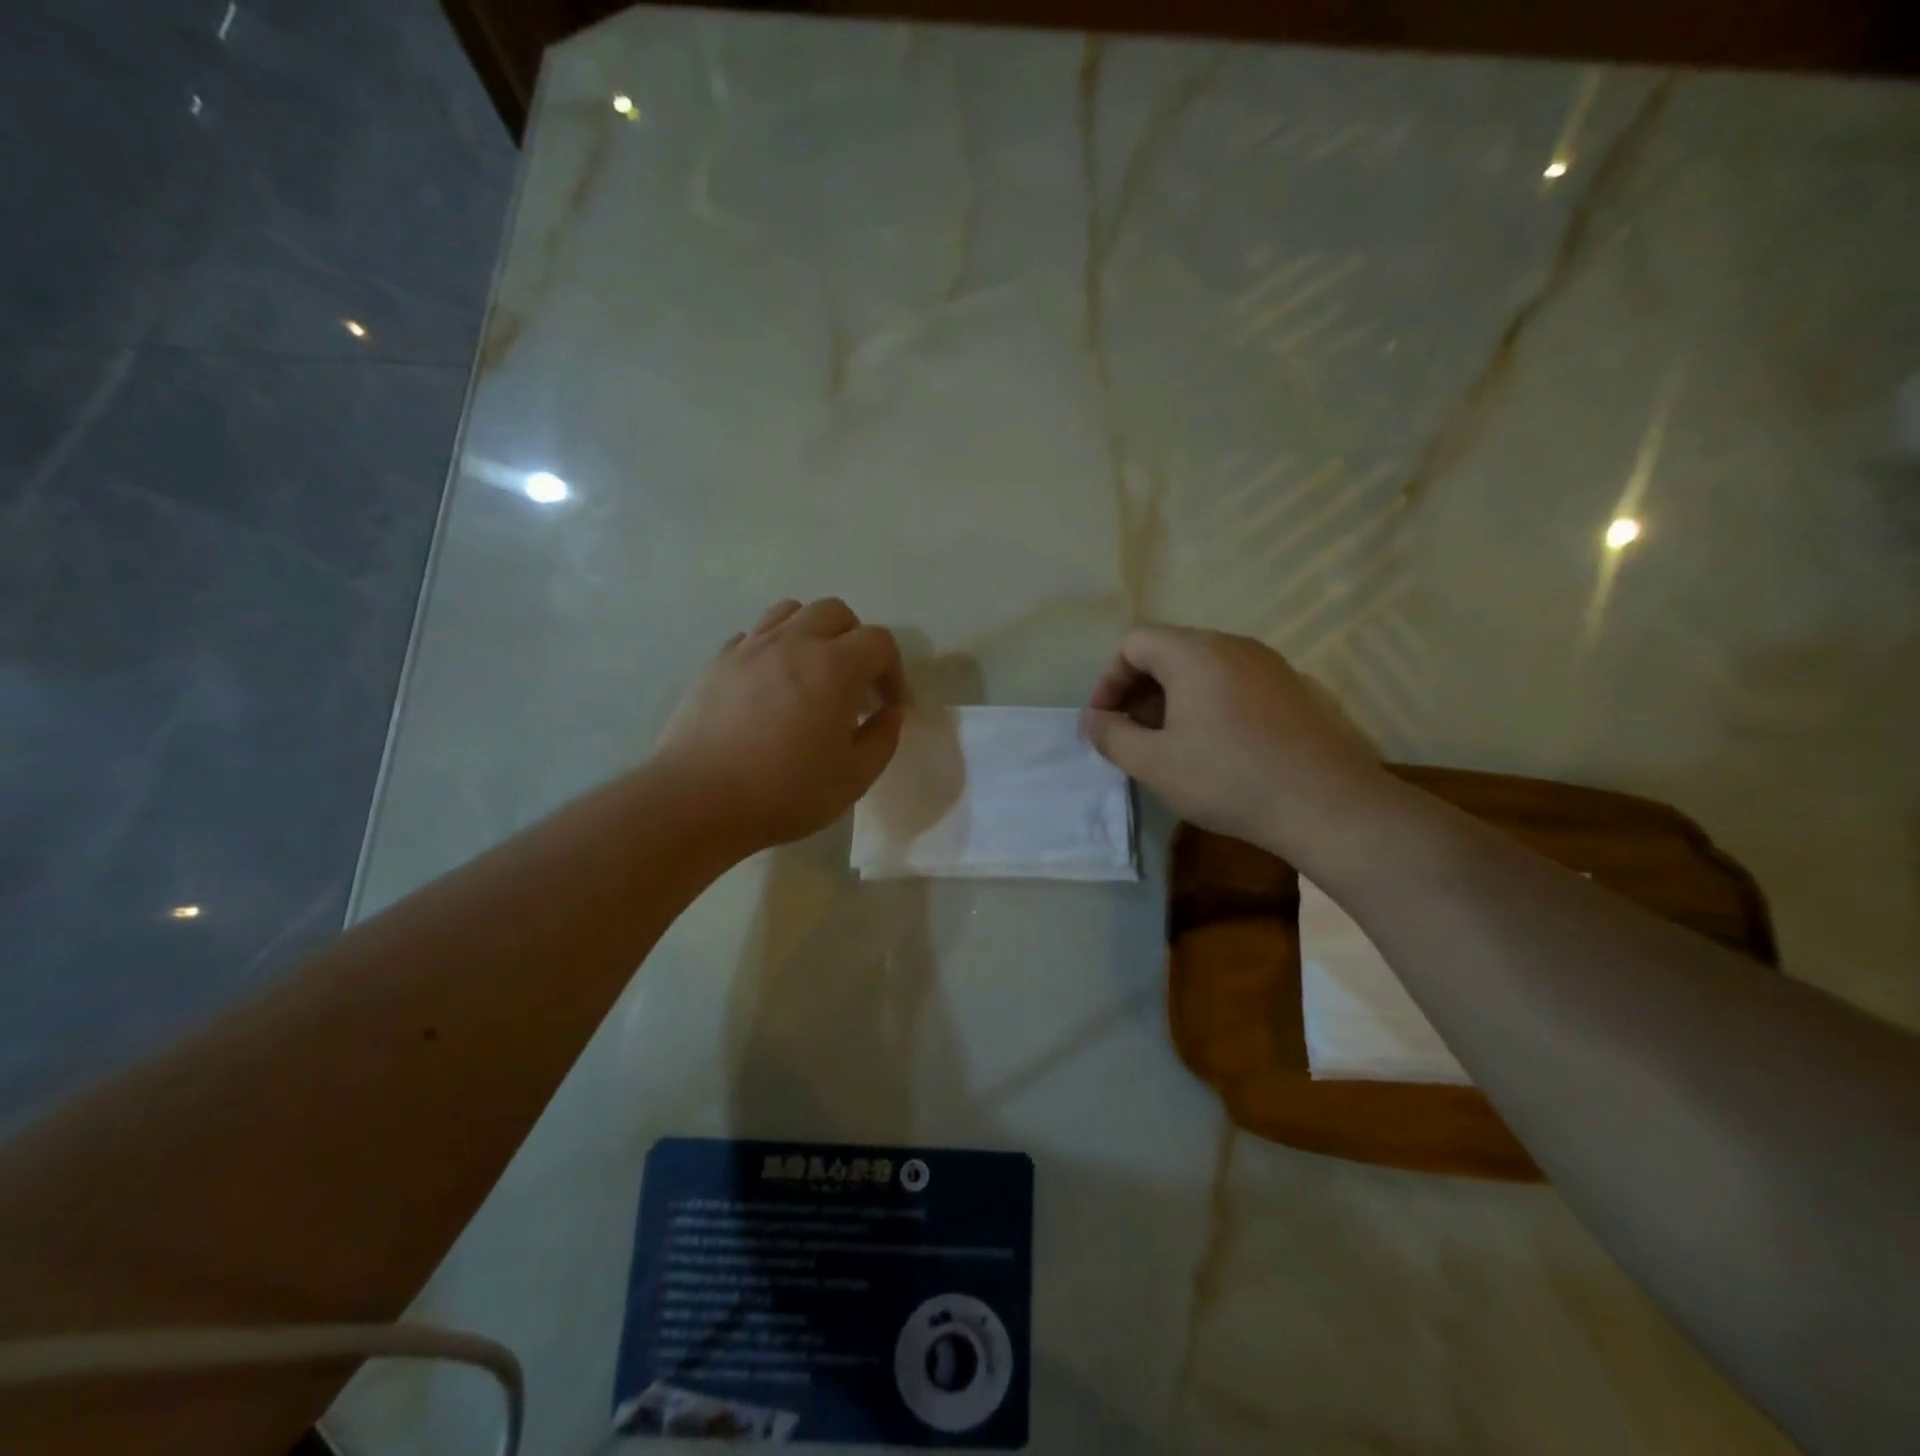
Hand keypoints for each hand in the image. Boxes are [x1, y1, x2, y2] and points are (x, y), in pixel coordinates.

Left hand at [655, 598, 905, 852]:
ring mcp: (750, 647)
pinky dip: (774, 647)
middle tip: (855, 683)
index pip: (879, 641)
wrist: (697, 800)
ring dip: (813, 633)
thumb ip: (882, 739)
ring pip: (790, 612)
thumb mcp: (854, 778)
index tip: (889, 705)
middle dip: (856, 641)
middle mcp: (793, 642)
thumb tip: (889, 714)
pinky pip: (754, 635)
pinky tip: (772, 684)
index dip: (893, 671)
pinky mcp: (717, 662)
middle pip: (835, 612)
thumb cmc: (785, 791)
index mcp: (833, 666)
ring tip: (813, 672)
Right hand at [1079, 625, 1389, 859]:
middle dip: (1139, 689)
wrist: (1327, 804)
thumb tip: (1091, 719)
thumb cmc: (1228, 778)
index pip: (1134, 644)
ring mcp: (1268, 664)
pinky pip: (1233, 682)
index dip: (1109, 680)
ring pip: (1202, 667)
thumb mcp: (1154, 764)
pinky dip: (1207, 703)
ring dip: (1173, 698)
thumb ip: (1112, 736)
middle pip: (1169, 650)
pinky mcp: (1291, 689)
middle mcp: (1232, 645)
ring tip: (1168, 743)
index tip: (1105, 722)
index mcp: (1194, 653)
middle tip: (1131, 734)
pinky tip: (1213, 746)